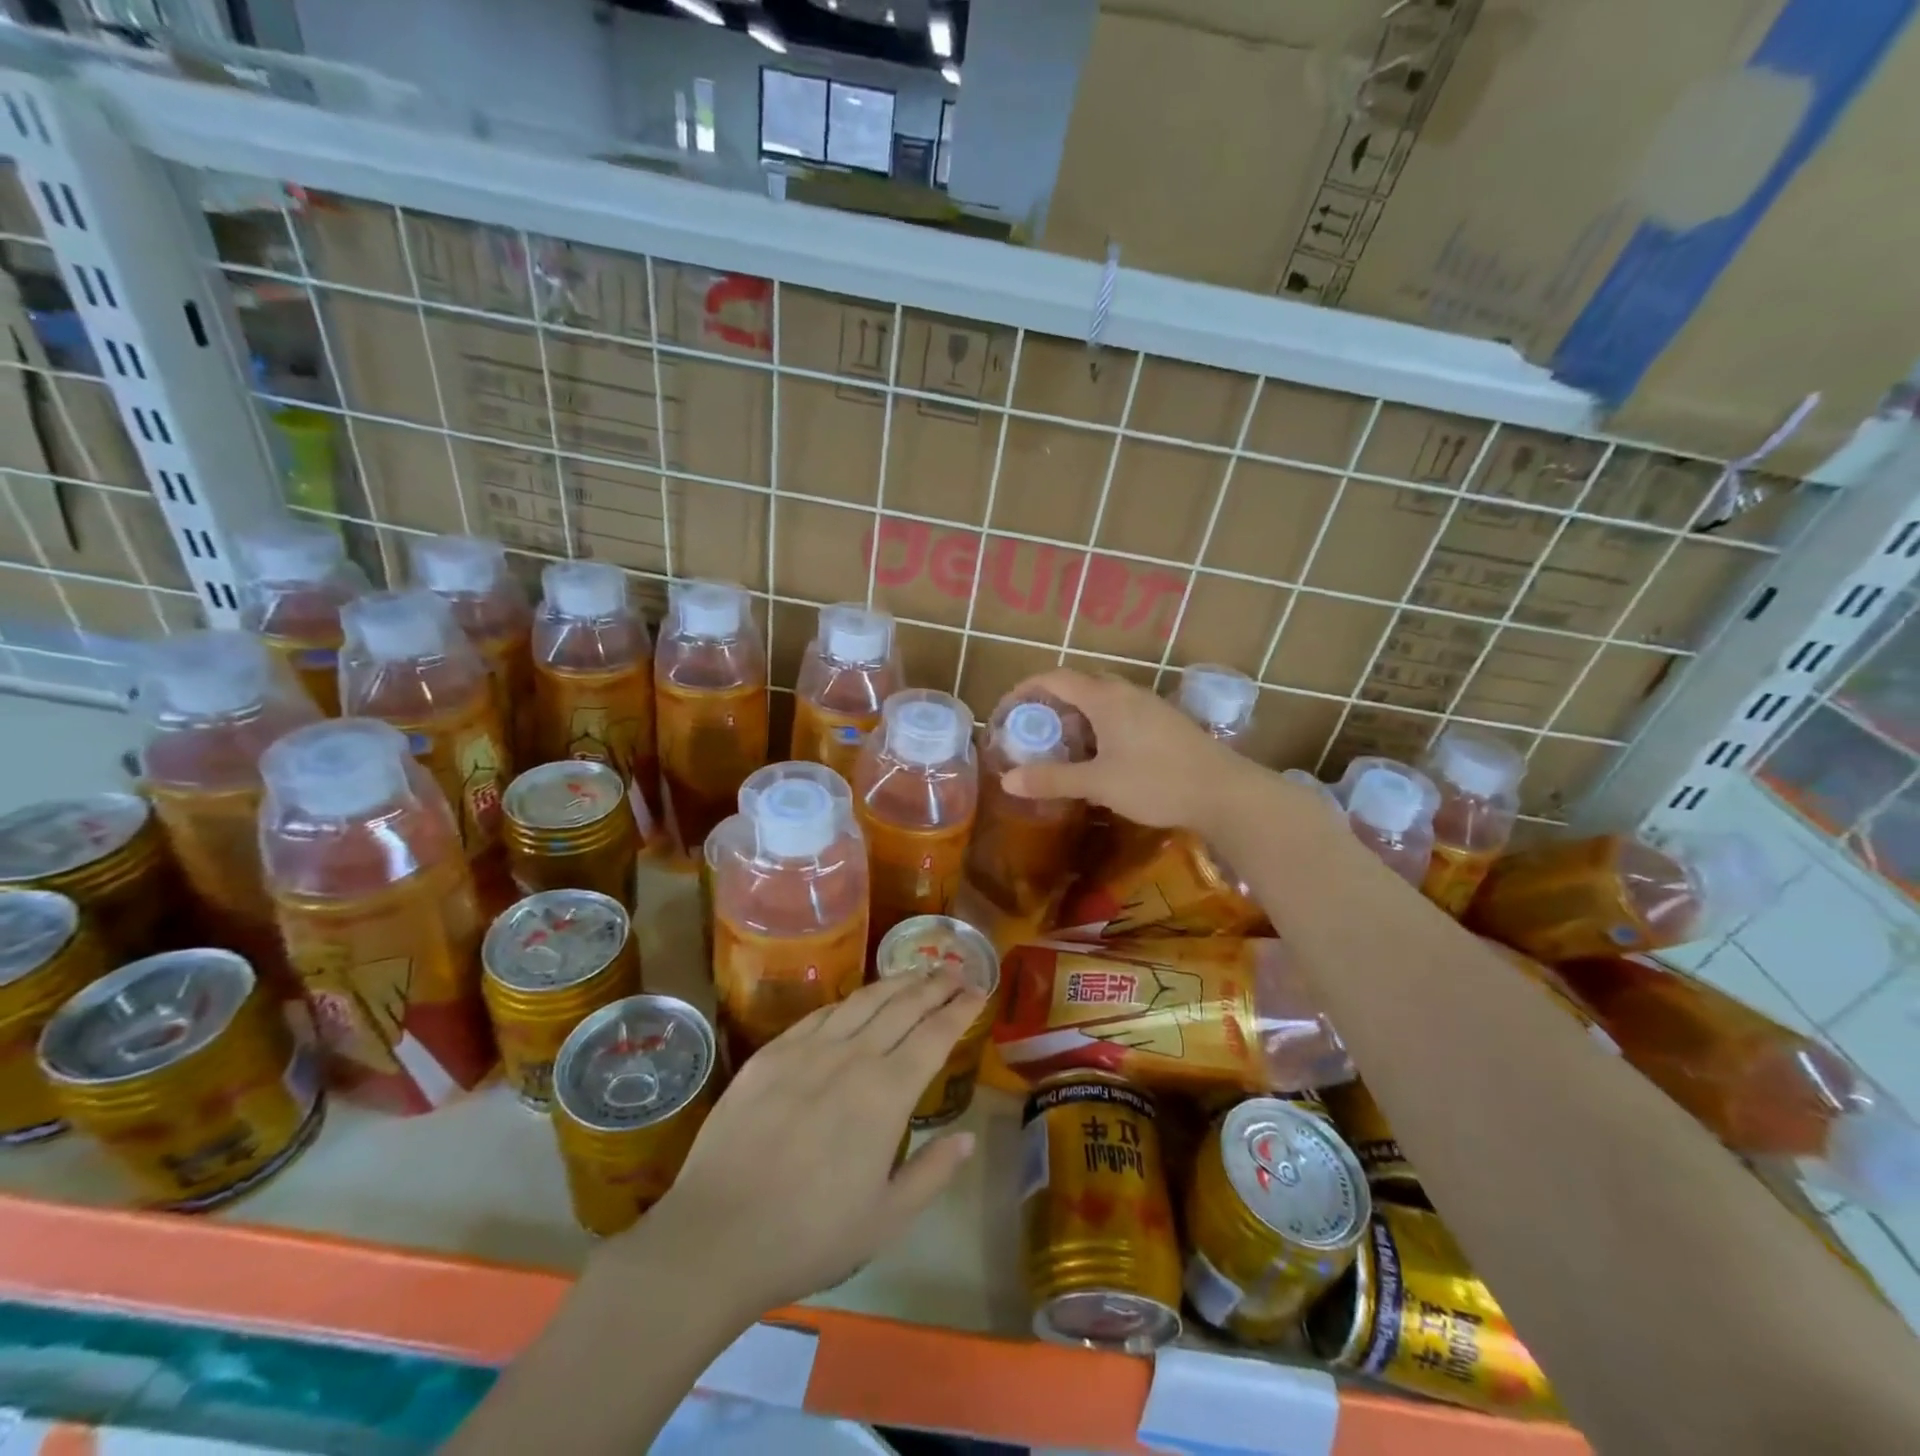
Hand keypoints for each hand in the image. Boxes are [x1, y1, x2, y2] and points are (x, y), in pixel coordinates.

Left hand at [613, 969, 985, 1318]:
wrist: (717, 1235)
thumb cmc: (810, 1235)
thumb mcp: (886, 1220)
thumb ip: (932, 1173)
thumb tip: (967, 1138)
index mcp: (886, 1094)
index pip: (934, 1034)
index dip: (960, 1009)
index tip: (978, 991)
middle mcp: (852, 1057)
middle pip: (902, 1006)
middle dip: (934, 985)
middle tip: (954, 972)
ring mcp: (807, 1050)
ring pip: (862, 1001)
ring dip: (895, 982)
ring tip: (915, 973)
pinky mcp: (771, 1054)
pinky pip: (820, 1014)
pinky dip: (849, 1001)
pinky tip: (856, 1002)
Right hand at [999, 669, 1273, 834]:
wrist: (1226, 792)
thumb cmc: (1157, 782)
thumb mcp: (1098, 784)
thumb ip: (1052, 779)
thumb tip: (1007, 781)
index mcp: (1105, 698)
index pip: (1055, 678)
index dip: (1025, 689)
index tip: (1006, 711)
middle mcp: (1126, 693)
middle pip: (1078, 686)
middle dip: (1050, 705)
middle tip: (1033, 733)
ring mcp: (1149, 706)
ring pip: (1102, 701)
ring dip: (1076, 718)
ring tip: (1062, 749)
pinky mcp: (1164, 723)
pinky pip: (1120, 714)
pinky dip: (1099, 727)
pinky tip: (1101, 759)